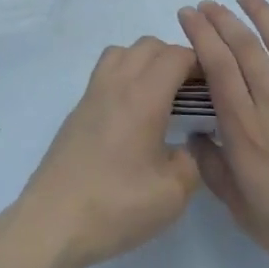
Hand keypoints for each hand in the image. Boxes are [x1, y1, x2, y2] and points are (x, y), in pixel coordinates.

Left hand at [16, 36, 201, 267]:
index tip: (214, 85)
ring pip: (123, 52)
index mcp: (143, 96)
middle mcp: (117, 83)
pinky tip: (133, 112)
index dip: (199, 63)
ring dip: (146, 61)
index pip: (176, 56)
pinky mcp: (78, 109)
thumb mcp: (172, 194)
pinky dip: (125, 74)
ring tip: (161, 94)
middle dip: (175, 58)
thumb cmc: (116, 205)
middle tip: (192, 91)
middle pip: (149, 46)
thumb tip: (188, 144)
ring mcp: (93, 93)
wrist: (53, 221)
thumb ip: (191, 161)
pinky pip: (106, 71)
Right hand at [178, 0, 268, 267]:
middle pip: (244, 46)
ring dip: (260, 13)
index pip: (217, 66)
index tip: (188, 15)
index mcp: (246, 129)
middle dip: (221, 19)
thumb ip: (214, 170)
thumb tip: (197, 135)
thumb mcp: (243, 212)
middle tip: (207, 4)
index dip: (200, 34)